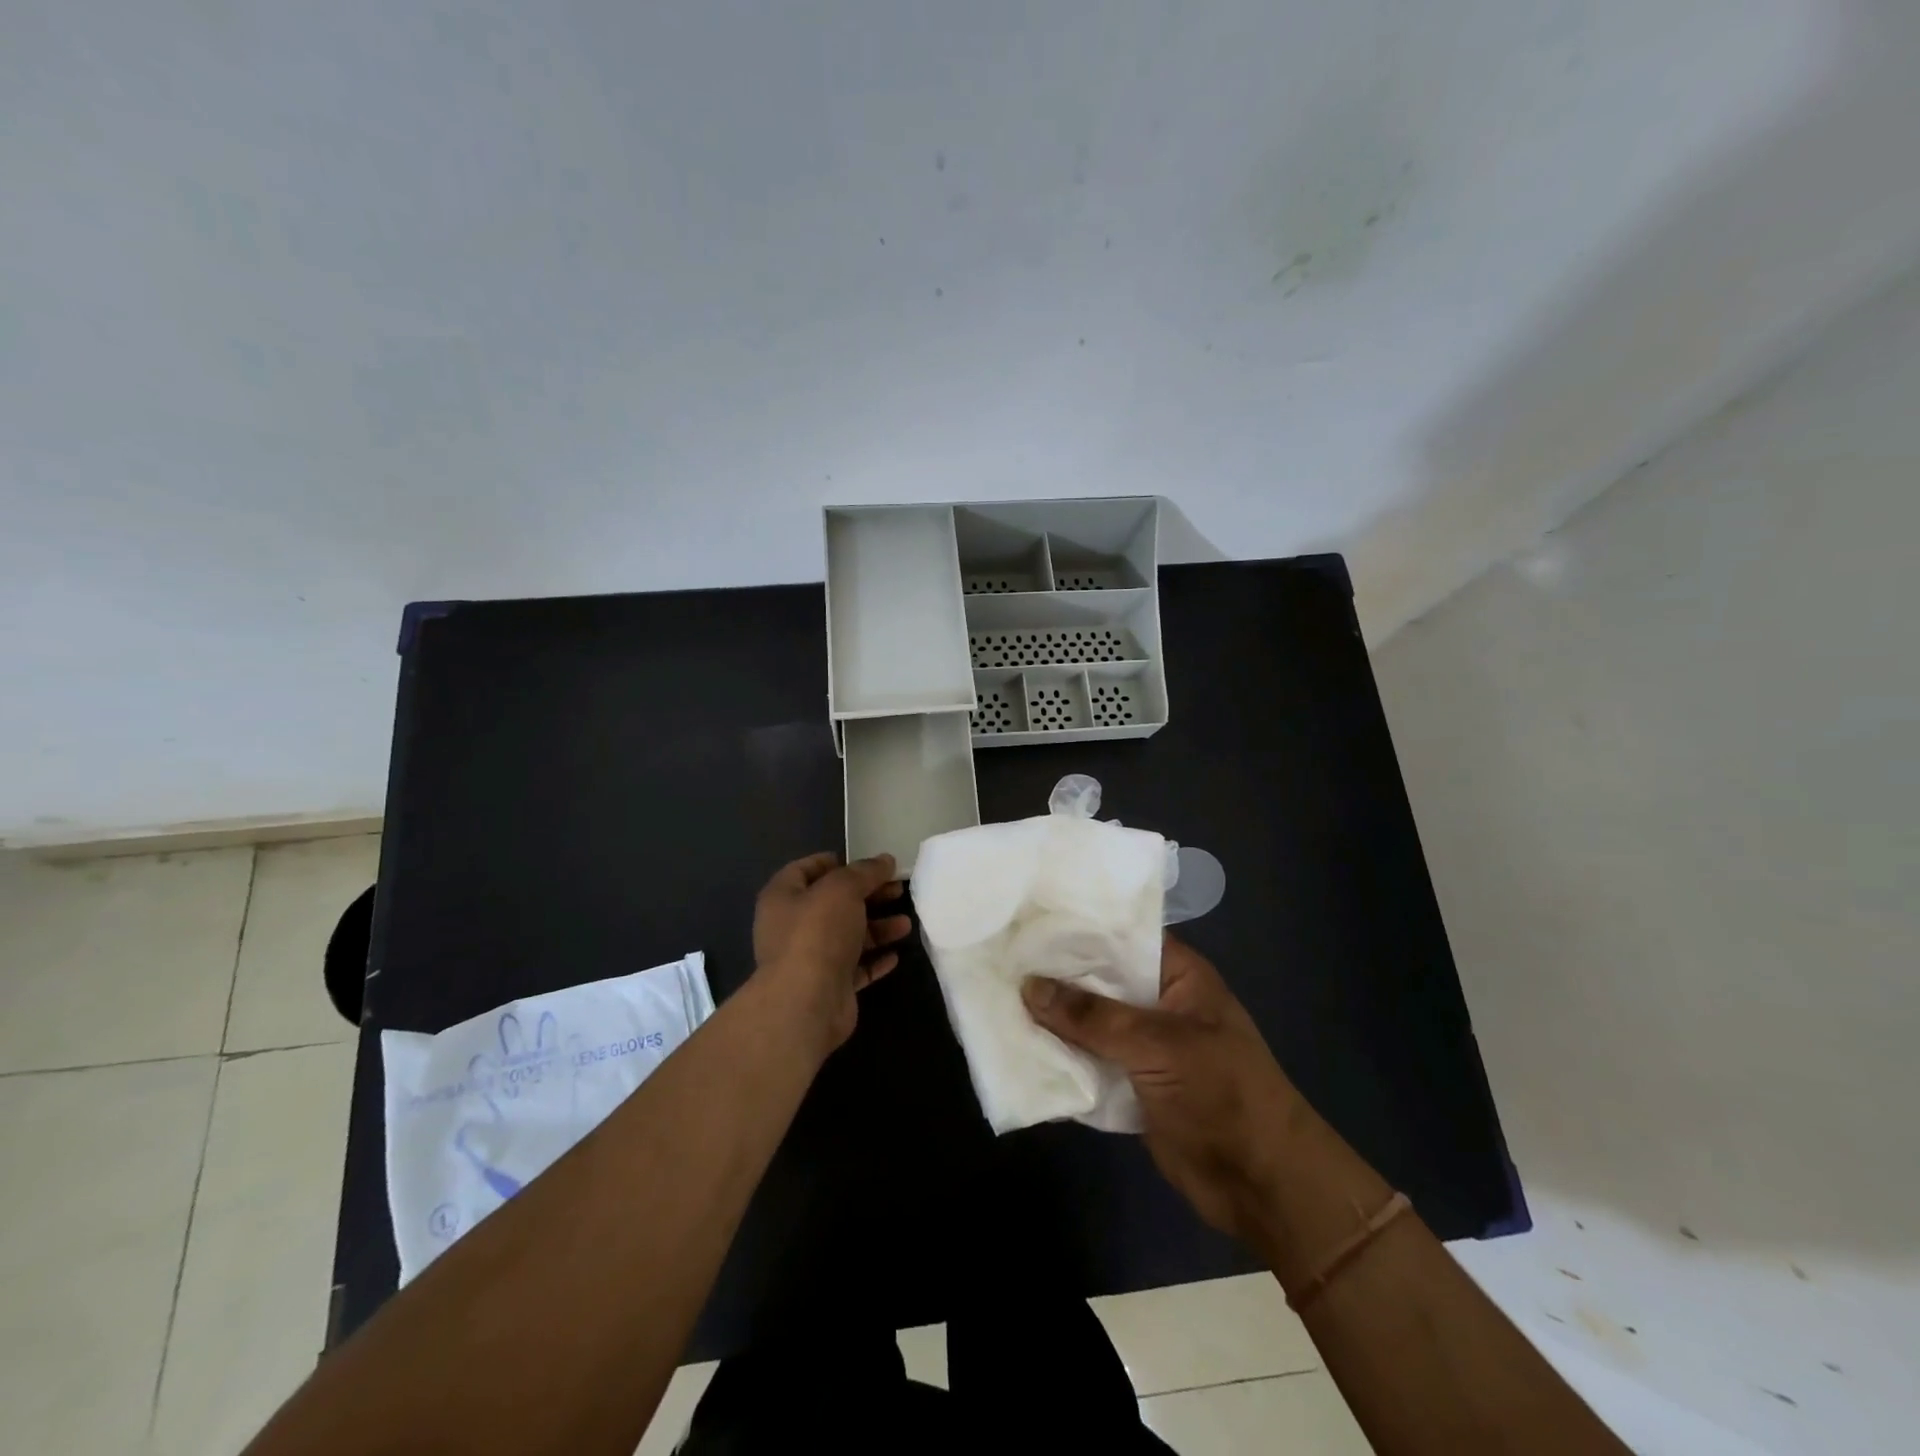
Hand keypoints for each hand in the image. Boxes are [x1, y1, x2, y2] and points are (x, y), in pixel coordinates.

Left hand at [752, 852, 912, 1053]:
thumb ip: (865, 871)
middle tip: (897, 889)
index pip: (806, 869)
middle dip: (867, 895)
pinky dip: (874, 960)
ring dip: (877, 928)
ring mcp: (810, 958)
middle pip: (833, 903)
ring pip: (847, 936)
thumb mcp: (843, 889)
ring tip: (906, 924)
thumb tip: (885, 860)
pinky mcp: (828, 986)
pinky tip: (895, 955)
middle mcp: (792, 926)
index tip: (868, 863)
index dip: (836, 862)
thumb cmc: (818, 933)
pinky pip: (855, 967)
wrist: (807, 1003)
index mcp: (783, 897)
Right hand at [1022, 934, 1301, 1244]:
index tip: (1027, 918)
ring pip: (1090, 1022)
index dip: (1078, 927)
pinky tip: (1018, 1044)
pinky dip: (1061, 1057)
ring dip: (1053, 1018)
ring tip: (996, 995)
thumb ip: (1092, 1016)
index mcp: (1177, 975)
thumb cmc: (1222, 1094)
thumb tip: (1029, 986)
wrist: (1263, 1185)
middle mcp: (1158, 1002)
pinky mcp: (1132, 1084)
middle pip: (1100, 980)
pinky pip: (1090, 1061)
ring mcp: (1145, 1045)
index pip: (1121, 936)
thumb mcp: (1158, 1044)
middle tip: (999, 956)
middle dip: (1056, 974)